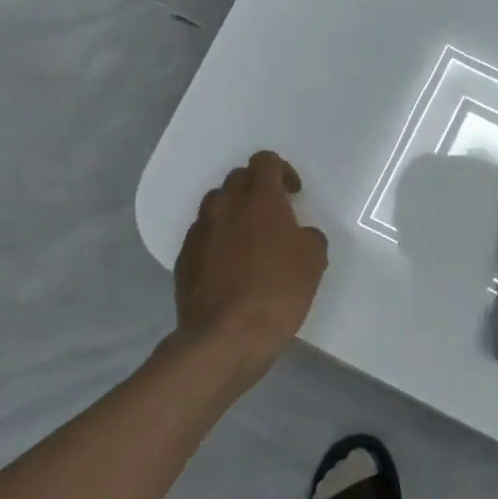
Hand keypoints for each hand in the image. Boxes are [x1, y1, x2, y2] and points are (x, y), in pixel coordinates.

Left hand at [175, 151, 328, 367]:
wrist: (225, 336)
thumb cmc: (277, 292)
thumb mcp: (313, 261)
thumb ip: (308, 236)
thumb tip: (298, 235)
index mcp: (259, 199)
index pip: (265, 161)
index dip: (282, 172)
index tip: (293, 195)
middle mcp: (225, 206)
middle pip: (238, 179)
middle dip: (256, 189)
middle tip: (274, 216)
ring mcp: (200, 231)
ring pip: (217, 205)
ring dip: (234, 213)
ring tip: (249, 240)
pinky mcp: (184, 258)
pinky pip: (203, 235)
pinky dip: (218, 240)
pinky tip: (230, 267)